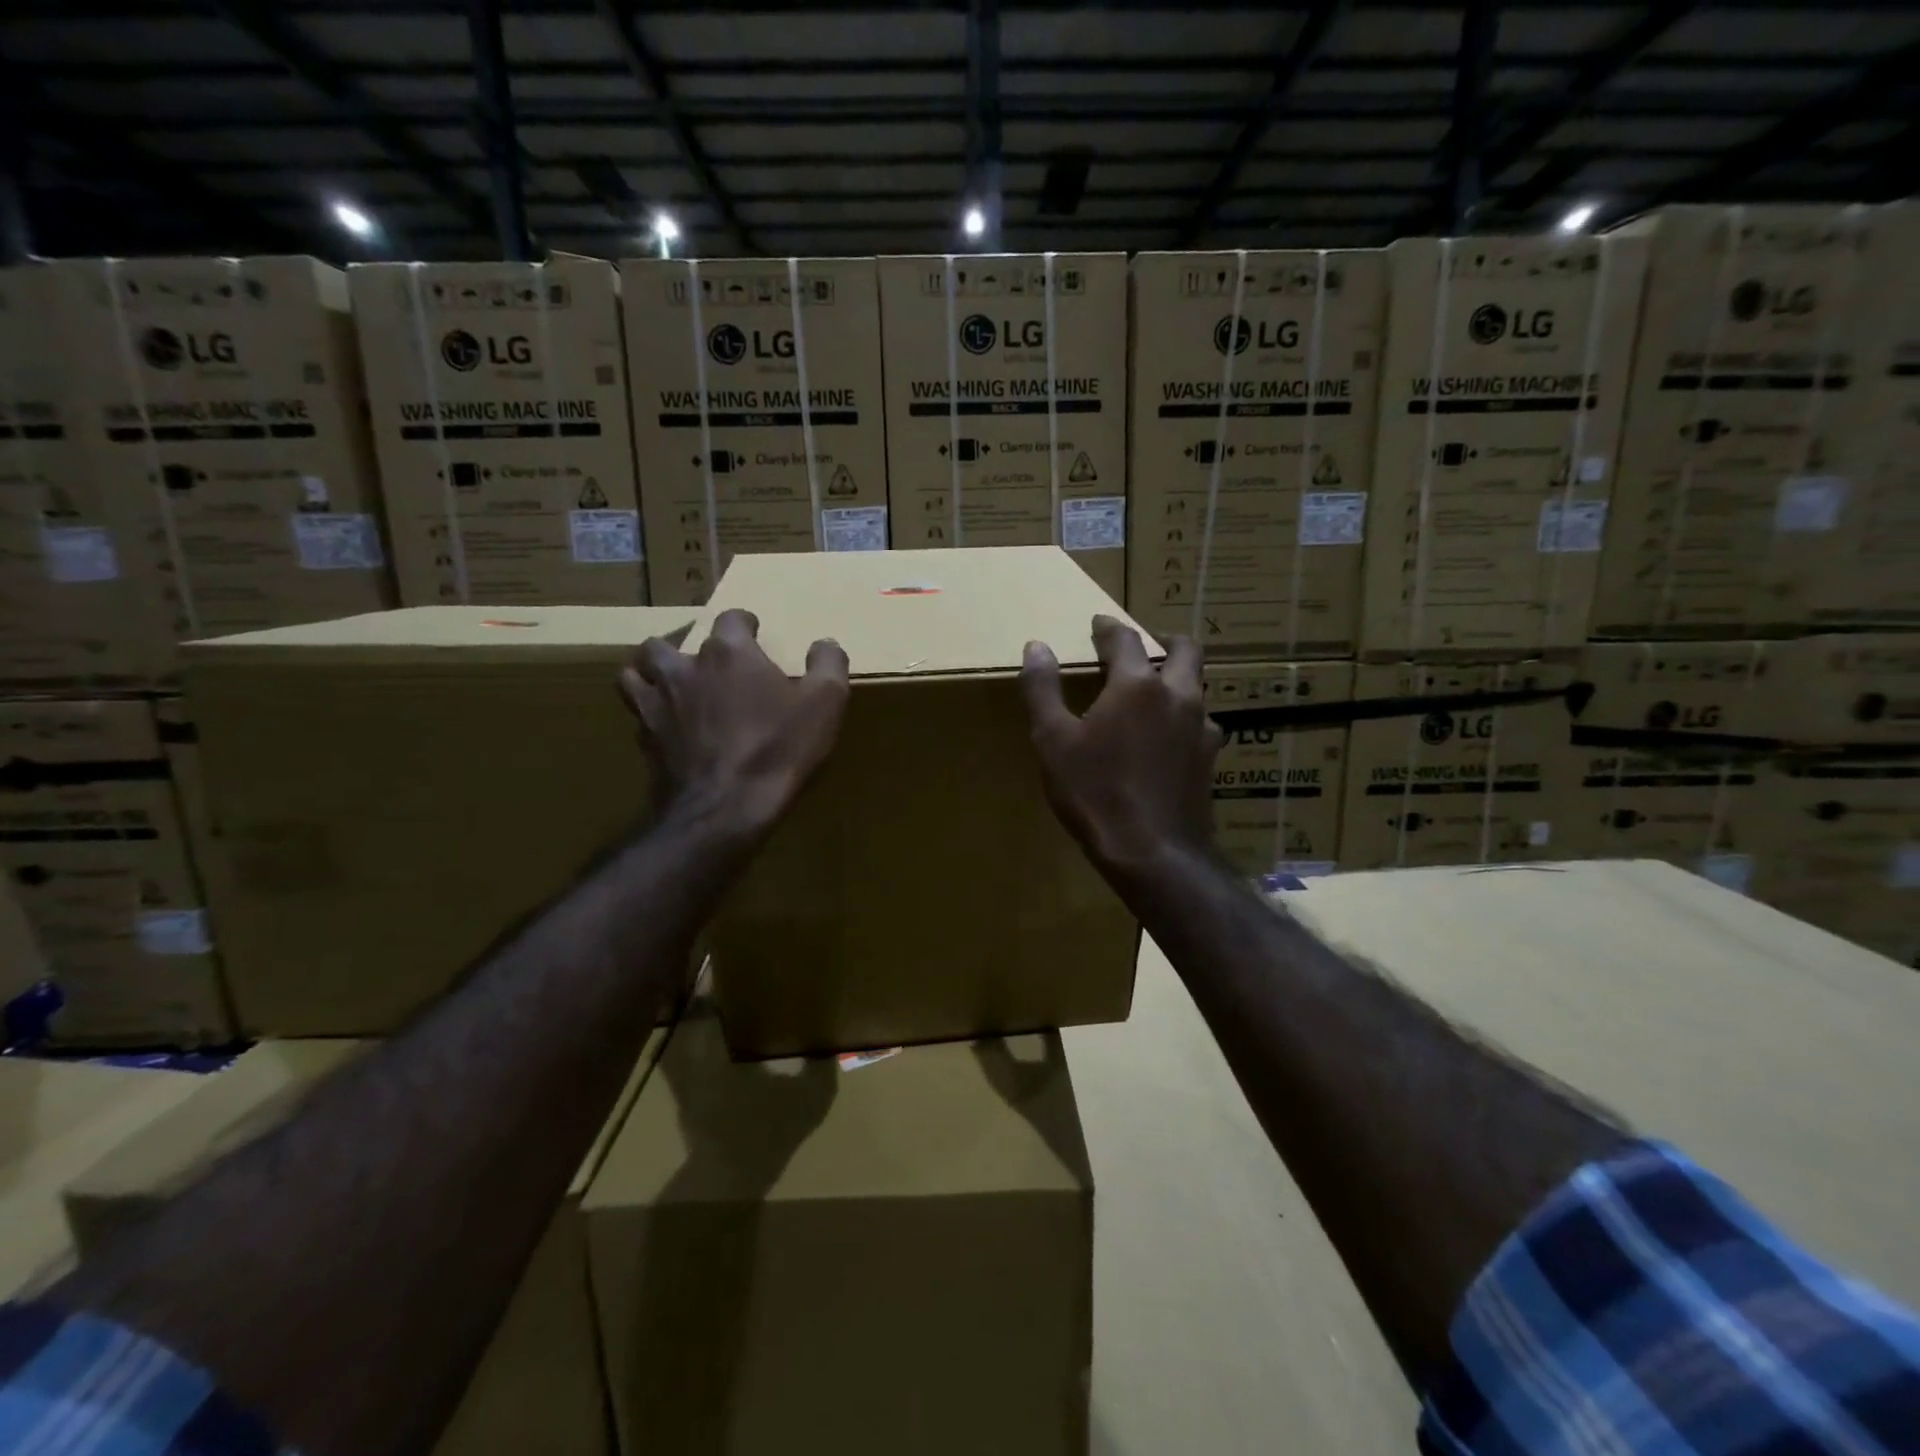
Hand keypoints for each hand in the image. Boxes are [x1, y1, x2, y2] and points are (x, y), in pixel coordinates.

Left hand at [620, 608, 849, 837]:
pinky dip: (648, 715)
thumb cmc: (777, 749)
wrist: (724, 808)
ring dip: (649, 673)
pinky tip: (666, 728)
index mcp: (729, 653)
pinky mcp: (644, 740)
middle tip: (704, 662)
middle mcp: (685, 669)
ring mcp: (657, 704)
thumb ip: (828, 664)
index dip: (744, 623)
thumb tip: (826, 642)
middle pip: (666, 642)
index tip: (754, 633)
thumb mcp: (825, 704)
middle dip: (683, 645)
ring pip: (634, 673)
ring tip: (668, 684)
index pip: (730, 618)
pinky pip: (637, 716)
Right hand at [1020, 614, 1222, 877]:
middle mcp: (1178, 695)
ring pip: (1197, 686)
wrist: (1153, 852)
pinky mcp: (1210, 758)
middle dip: (1164, 640)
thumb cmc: (1095, 792)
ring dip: (1179, 678)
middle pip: (1185, 649)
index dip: (1108, 628)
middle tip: (1147, 644)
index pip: (1125, 639)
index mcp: (1137, 684)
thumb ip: (1043, 688)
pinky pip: (1200, 722)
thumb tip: (1036, 646)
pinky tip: (1170, 737)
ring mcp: (1201, 727)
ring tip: (1157, 691)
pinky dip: (1184, 716)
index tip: (1098, 624)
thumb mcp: (1053, 740)